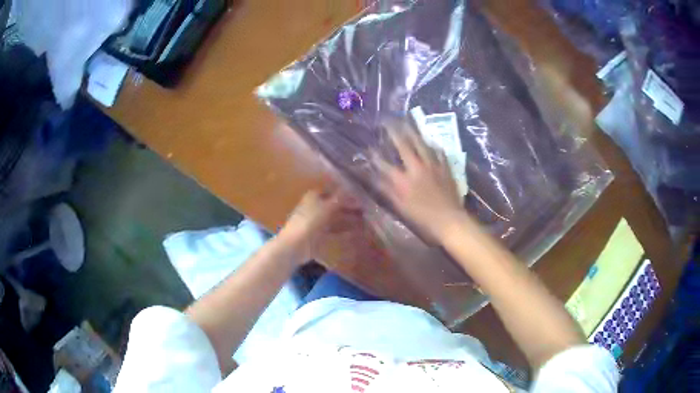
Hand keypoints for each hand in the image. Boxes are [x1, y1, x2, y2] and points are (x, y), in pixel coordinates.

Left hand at [280, 188, 361, 262]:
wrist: (294, 246)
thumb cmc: (309, 222)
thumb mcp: (327, 207)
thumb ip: (341, 199)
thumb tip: (355, 192)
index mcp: (314, 196)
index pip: (333, 191)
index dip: (347, 194)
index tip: (361, 198)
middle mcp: (314, 206)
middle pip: (334, 205)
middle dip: (349, 208)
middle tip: (365, 211)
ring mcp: (315, 221)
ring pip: (335, 218)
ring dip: (347, 219)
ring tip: (363, 221)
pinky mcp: (317, 235)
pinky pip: (332, 231)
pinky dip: (342, 231)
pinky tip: (353, 233)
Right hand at [372, 123, 464, 242]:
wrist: (449, 220)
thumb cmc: (423, 218)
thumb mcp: (401, 207)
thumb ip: (388, 191)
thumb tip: (376, 178)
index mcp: (404, 180)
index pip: (385, 164)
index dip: (376, 156)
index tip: (369, 148)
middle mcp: (417, 168)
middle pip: (404, 146)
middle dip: (394, 132)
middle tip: (388, 121)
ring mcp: (433, 166)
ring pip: (422, 144)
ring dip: (413, 132)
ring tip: (407, 122)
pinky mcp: (445, 168)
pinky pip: (438, 152)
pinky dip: (433, 146)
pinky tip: (431, 142)